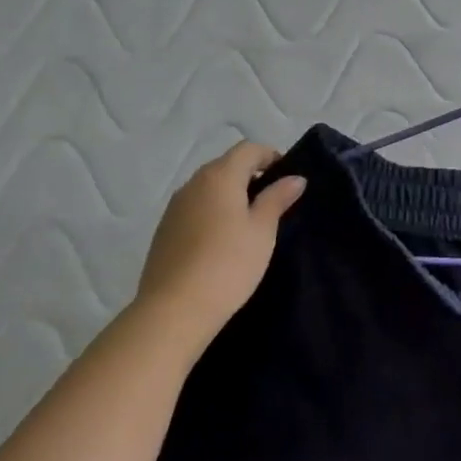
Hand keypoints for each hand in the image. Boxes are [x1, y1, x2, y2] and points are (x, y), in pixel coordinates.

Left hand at [135, 141, 306, 357]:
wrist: (174, 310)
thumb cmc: (228, 264)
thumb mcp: (262, 230)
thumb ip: (277, 198)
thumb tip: (295, 178)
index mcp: (220, 176)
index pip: (248, 149)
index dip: (271, 156)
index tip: (287, 178)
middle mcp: (194, 183)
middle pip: (226, 165)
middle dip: (251, 175)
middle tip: (273, 200)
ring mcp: (175, 207)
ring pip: (209, 187)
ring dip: (230, 194)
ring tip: (249, 222)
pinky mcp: (165, 230)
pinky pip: (195, 208)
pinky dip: (212, 212)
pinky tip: (222, 240)